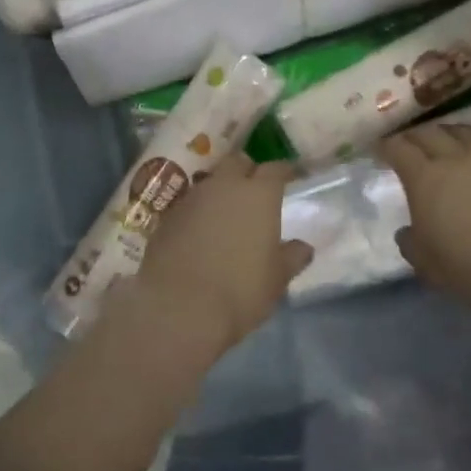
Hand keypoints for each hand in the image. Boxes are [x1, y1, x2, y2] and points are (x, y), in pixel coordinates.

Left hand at [132, 155, 312, 354]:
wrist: (178, 308)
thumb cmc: (240, 290)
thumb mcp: (277, 279)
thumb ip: (292, 257)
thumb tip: (303, 247)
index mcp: (259, 194)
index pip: (276, 168)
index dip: (285, 171)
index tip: (291, 176)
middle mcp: (225, 186)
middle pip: (238, 162)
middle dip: (248, 170)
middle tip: (255, 189)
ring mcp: (192, 198)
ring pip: (211, 181)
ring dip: (220, 191)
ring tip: (226, 212)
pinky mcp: (167, 217)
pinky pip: (189, 204)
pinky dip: (198, 211)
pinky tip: (200, 232)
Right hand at [383, 124, 470, 317]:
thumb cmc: (466, 267)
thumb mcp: (424, 261)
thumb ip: (410, 242)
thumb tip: (406, 232)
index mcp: (424, 177)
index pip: (398, 149)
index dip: (386, 146)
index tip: (380, 149)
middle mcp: (455, 157)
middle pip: (430, 133)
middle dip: (416, 136)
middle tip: (411, 143)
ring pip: (466, 131)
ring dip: (452, 132)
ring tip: (448, 138)